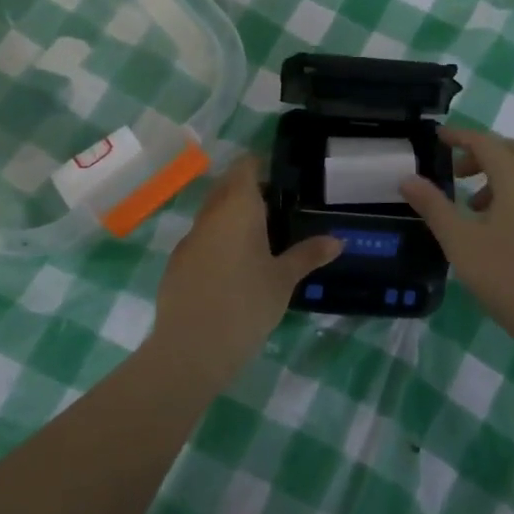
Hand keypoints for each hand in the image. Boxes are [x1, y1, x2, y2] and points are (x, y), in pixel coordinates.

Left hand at [151, 155, 341, 373]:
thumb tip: (338, 240)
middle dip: (248, 190)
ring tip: (260, 238)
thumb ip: (308, 255)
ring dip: (232, 217)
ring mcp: (189, 239)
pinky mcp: (176, 263)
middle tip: (277, 207)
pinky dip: (218, 242)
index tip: (281, 176)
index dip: (260, 165)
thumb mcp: (283, 280)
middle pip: (226, 187)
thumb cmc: (246, 305)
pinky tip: (233, 268)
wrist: (191, 348)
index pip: (244, 167)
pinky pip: (201, 240)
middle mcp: (209, 215)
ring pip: (212, 214)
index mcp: (237, 208)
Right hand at [399, 127, 513, 347]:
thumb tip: (408, 178)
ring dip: (497, 174)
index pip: (487, 143)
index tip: (437, 137)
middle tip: (457, 171)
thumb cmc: (506, 277)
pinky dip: (511, 192)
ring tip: (470, 204)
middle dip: (484, 151)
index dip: (460, 136)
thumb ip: (434, 206)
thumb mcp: (460, 242)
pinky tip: (493, 226)